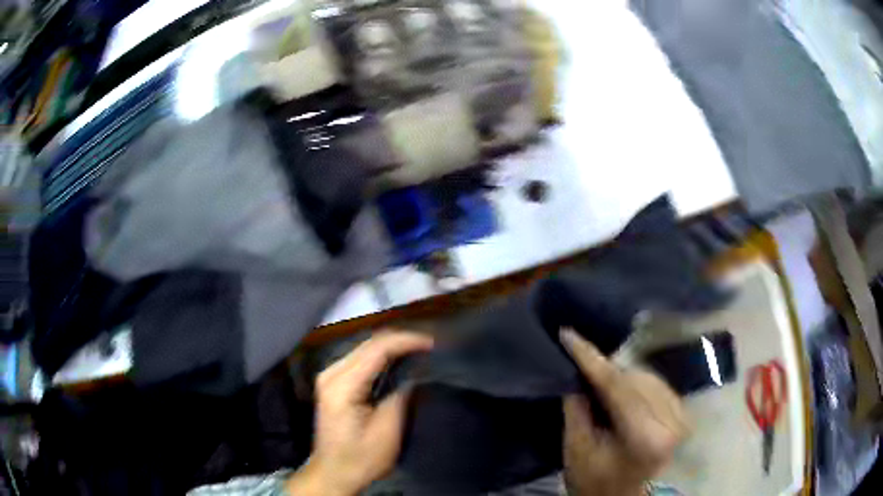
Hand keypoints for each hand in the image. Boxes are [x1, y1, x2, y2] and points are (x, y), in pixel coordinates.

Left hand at [286, 331, 433, 495]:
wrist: (333, 472)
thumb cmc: (361, 458)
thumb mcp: (387, 431)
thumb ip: (400, 395)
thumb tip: (415, 371)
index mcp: (342, 385)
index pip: (377, 349)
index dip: (407, 341)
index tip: (433, 343)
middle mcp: (331, 373)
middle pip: (369, 343)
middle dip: (401, 340)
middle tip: (431, 346)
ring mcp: (329, 375)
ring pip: (365, 348)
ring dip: (392, 346)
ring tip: (420, 351)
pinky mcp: (333, 381)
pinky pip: (361, 359)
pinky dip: (382, 356)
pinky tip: (399, 361)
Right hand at [560, 328, 689, 495]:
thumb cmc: (596, 484)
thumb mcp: (577, 452)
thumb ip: (577, 410)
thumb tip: (577, 374)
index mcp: (646, 437)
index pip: (617, 386)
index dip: (590, 358)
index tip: (568, 335)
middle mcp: (672, 422)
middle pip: (635, 378)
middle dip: (606, 368)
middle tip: (581, 362)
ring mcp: (681, 418)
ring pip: (648, 378)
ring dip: (622, 375)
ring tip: (599, 378)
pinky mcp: (683, 416)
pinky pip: (658, 386)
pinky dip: (637, 383)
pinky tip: (622, 390)